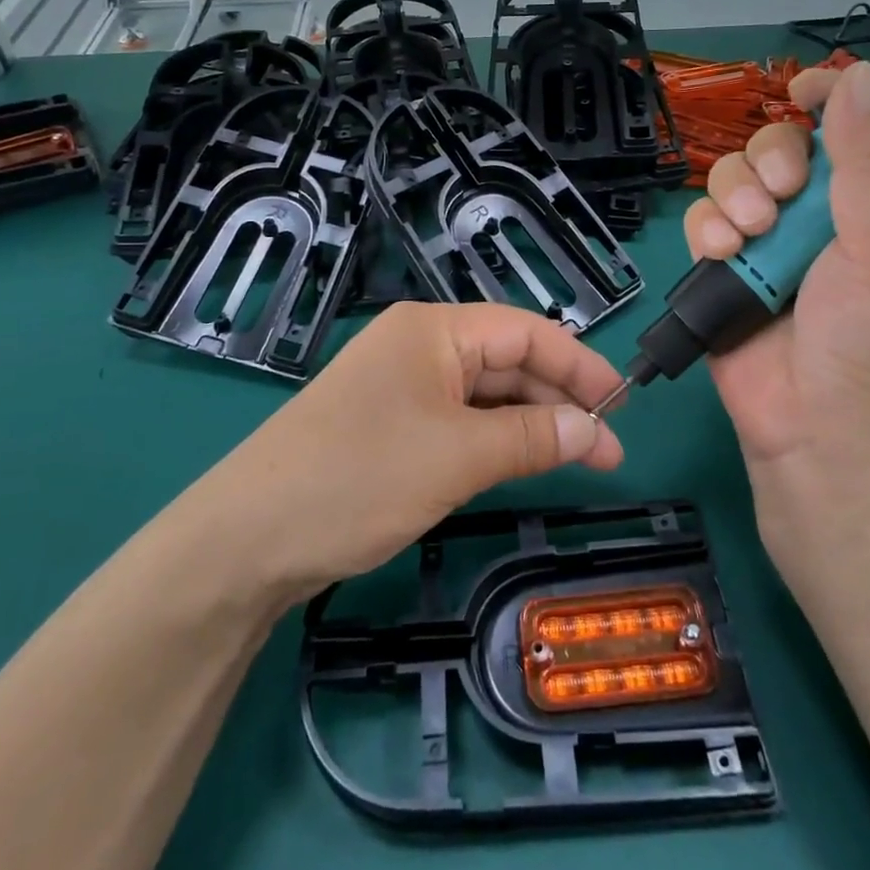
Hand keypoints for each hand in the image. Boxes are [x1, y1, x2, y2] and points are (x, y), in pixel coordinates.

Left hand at [201, 303, 624, 601]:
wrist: (246, 539)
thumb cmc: (359, 477)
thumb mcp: (457, 456)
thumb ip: (530, 438)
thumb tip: (591, 429)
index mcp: (433, 329)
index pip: (525, 331)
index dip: (579, 365)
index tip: (623, 406)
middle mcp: (418, 346)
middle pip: (506, 361)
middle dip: (558, 400)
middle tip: (606, 450)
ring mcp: (400, 386)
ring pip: (483, 394)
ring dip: (529, 423)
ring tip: (578, 460)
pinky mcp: (389, 424)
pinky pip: (457, 421)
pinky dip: (494, 440)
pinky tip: (520, 462)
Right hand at [682, 61, 869, 571]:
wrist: (816, 439)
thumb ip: (869, 162)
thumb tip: (858, 73)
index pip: (849, 127)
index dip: (827, 98)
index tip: (801, 93)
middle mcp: (818, 215)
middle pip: (776, 144)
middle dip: (768, 160)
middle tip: (778, 199)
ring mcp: (767, 243)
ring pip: (732, 178)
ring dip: (733, 198)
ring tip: (747, 241)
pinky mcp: (724, 270)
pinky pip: (702, 220)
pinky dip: (706, 230)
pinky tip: (721, 257)